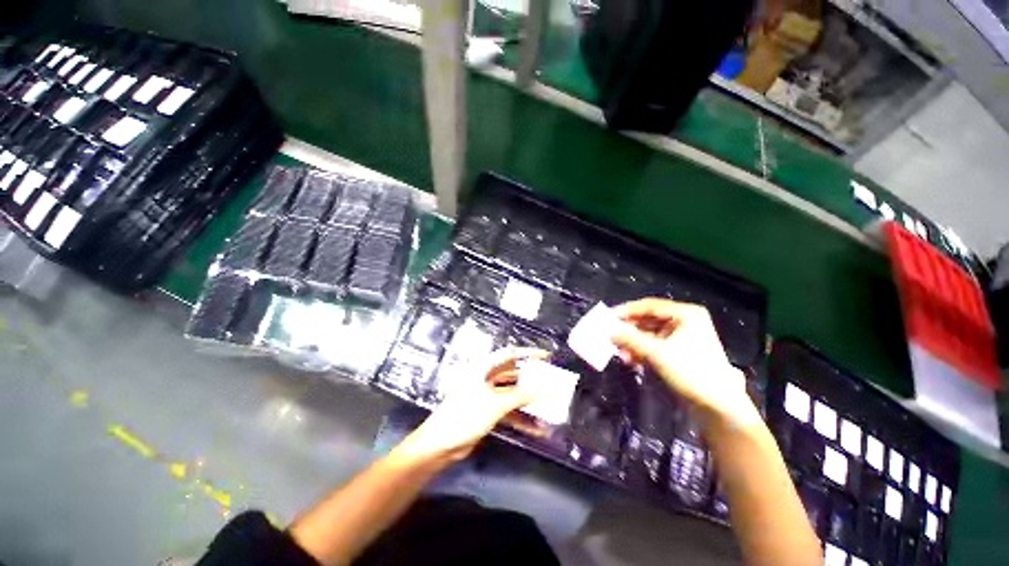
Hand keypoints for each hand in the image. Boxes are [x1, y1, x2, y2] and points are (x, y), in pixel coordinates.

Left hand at [397, 348, 549, 463]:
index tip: (547, 356)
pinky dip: (521, 417)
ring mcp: (487, 395)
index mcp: (485, 368)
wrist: (441, 444)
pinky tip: (536, 427)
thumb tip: (546, 388)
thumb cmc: (466, 415)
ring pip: (513, 393)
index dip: (529, 353)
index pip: (510, 354)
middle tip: (551, 381)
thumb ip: (522, 395)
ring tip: (549, 404)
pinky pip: (509, 410)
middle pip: (513, 374)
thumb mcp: (496, 403)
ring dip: (528, 400)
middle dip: (532, 378)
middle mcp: (486, 378)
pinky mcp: (488, 411)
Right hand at [612, 298, 756, 425]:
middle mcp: (684, 321)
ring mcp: (682, 337)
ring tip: (619, 352)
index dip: (628, 310)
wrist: (718, 406)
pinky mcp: (679, 351)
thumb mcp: (657, 353)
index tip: (609, 317)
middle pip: (649, 320)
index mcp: (685, 314)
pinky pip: (655, 345)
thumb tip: (608, 330)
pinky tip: (631, 360)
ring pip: (649, 334)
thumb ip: (631, 339)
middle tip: (611, 335)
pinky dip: (642, 351)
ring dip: (633, 342)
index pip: (650, 306)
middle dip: (629, 330)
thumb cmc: (692, 372)